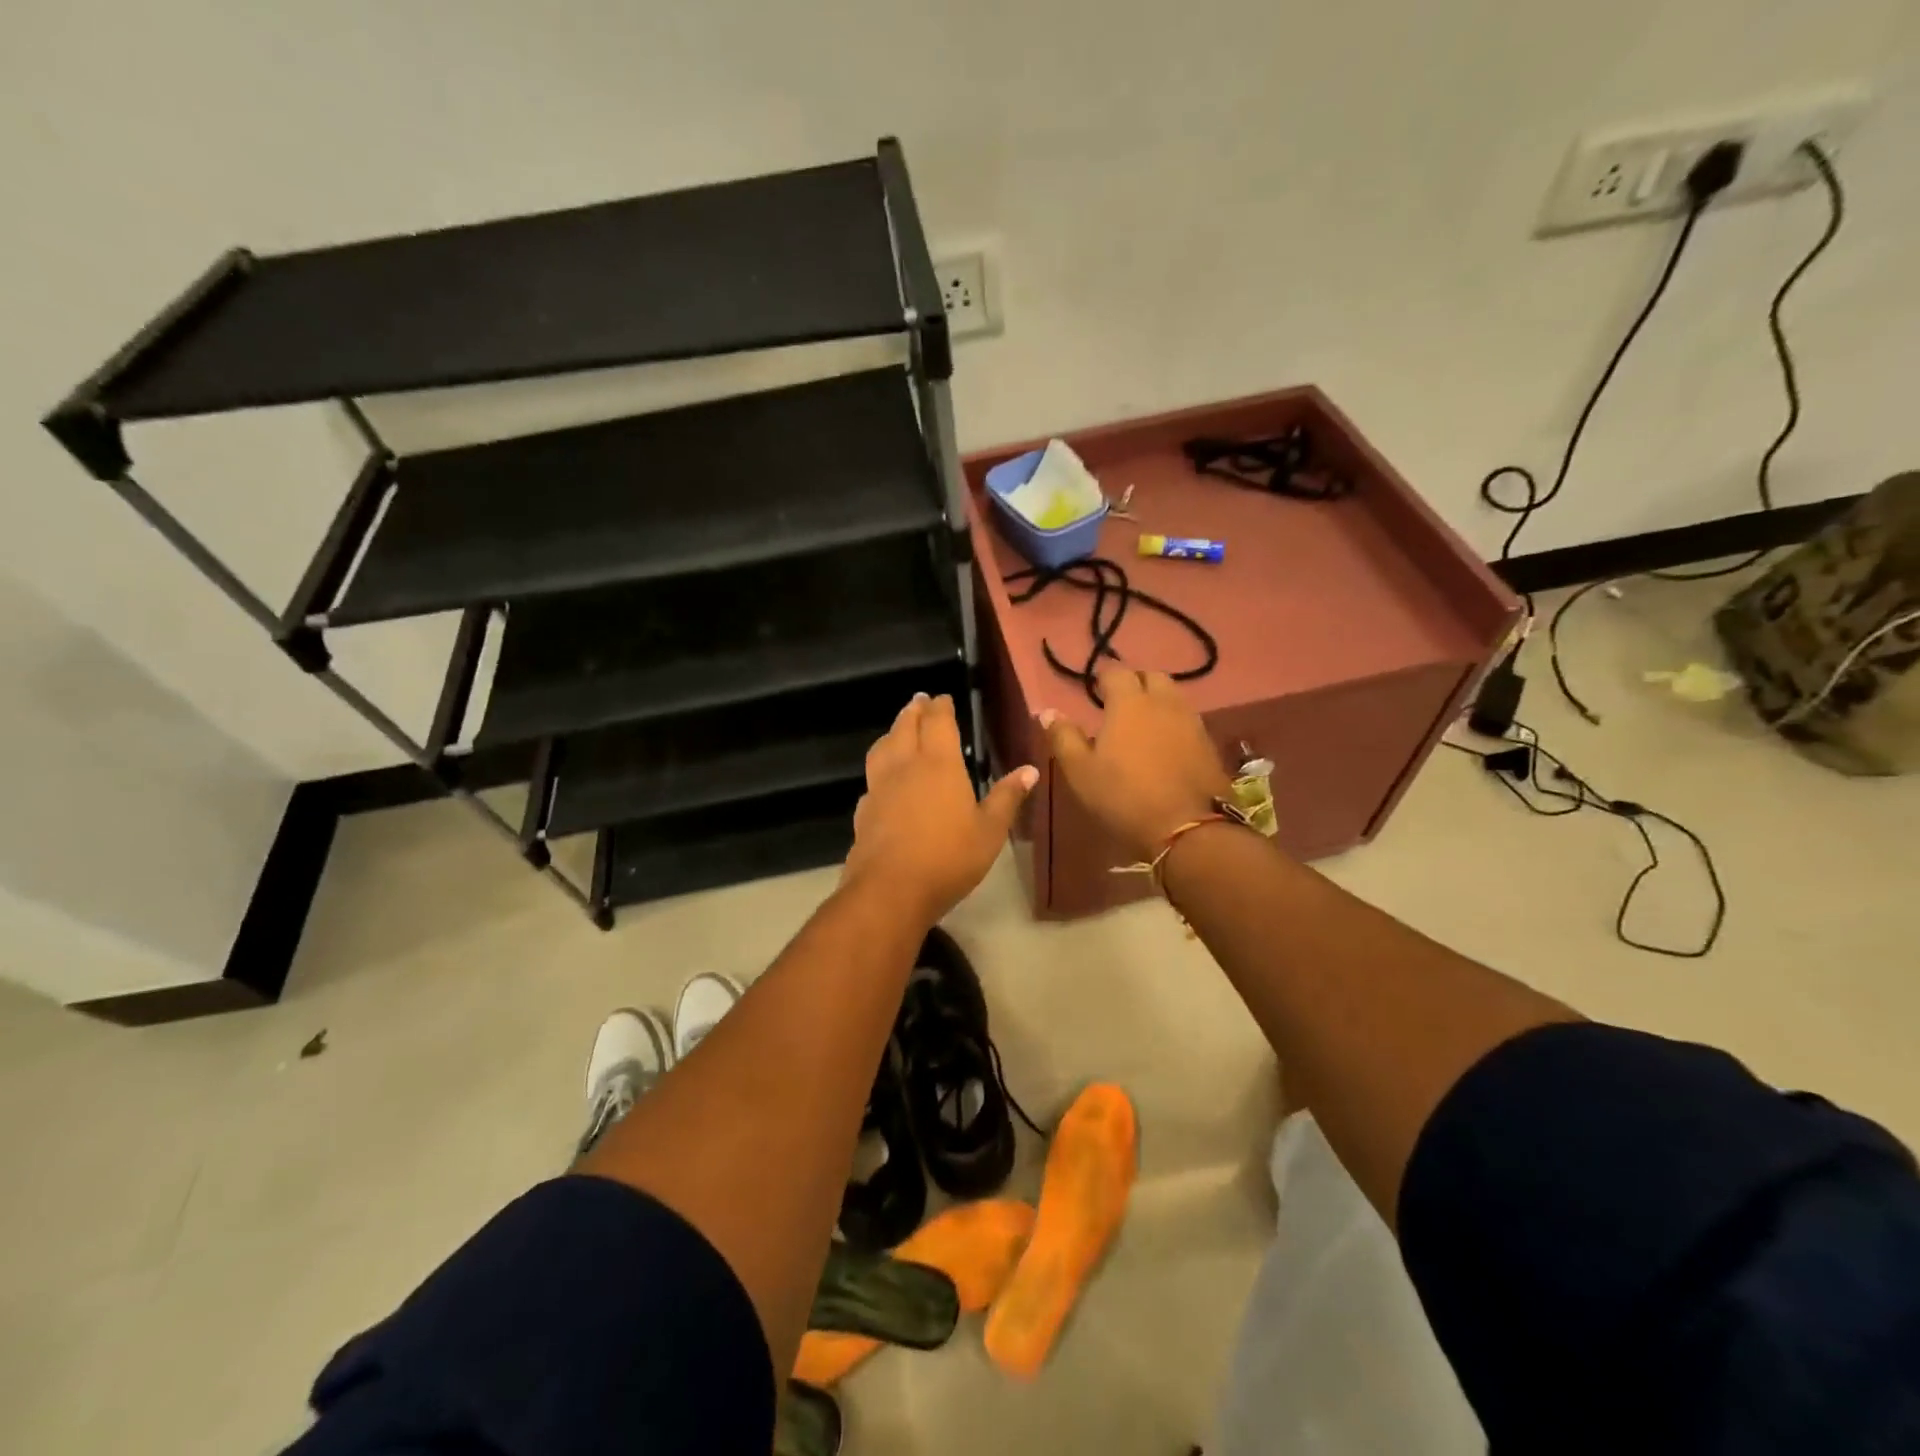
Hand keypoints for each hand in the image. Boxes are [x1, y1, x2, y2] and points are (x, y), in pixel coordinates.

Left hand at [842, 694, 1037, 924]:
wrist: (890, 889)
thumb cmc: (948, 857)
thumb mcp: (989, 831)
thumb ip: (1007, 798)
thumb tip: (1030, 770)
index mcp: (938, 764)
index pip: (938, 722)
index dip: (941, 707)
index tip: (943, 698)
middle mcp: (905, 766)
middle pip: (905, 727)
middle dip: (914, 711)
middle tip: (920, 701)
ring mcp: (879, 787)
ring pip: (882, 747)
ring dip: (892, 732)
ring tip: (899, 729)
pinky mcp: (864, 810)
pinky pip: (872, 777)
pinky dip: (880, 766)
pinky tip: (885, 779)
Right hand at [1041, 669, 1231, 859]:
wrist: (1188, 828)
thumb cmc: (1124, 796)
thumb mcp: (1080, 771)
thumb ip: (1063, 737)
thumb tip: (1048, 712)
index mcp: (1130, 703)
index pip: (1116, 673)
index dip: (1103, 680)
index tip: (1095, 694)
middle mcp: (1164, 703)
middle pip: (1152, 677)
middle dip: (1135, 684)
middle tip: (1119, 706)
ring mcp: (1192, 722)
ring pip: (1173, 698)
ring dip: (1157, 703)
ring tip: (1142, 725)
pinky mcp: (1209, 744)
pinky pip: (1188, 721)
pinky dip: (1174, 724)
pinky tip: (1165, 746)